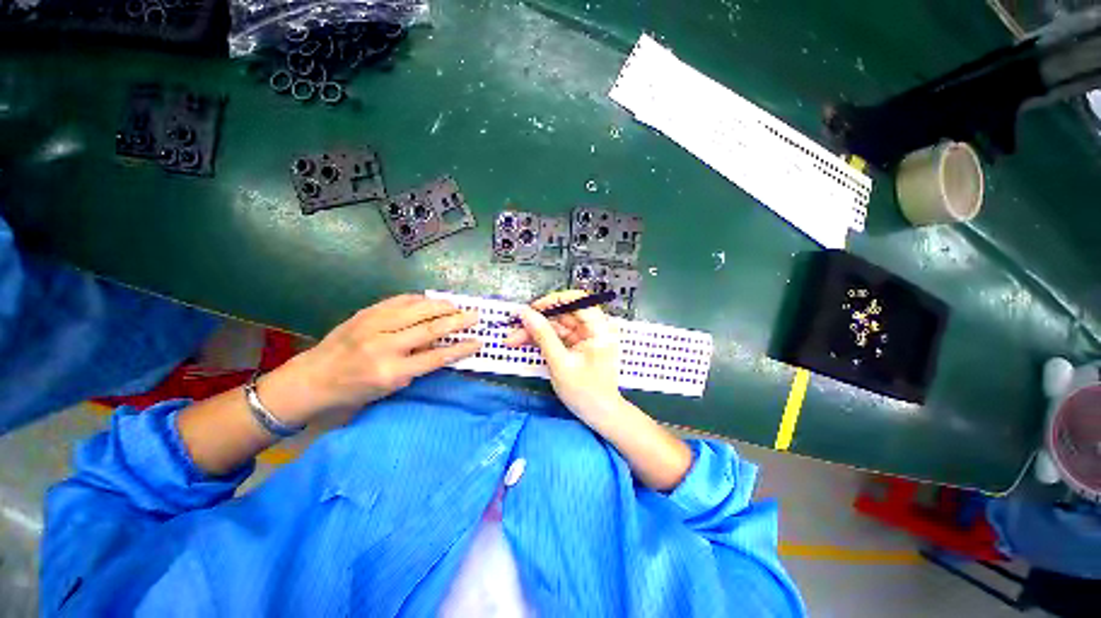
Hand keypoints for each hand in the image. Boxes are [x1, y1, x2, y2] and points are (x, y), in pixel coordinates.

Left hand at [259, 294, 480, 424]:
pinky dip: (419, 299)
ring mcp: (373, 325)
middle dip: (457, 321)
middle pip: (430, 329)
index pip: (436, 357)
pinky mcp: (365, 313)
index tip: (479, 341)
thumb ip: (417, 367)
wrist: (311, 378)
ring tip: (457, 305)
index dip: (461, 348)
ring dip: (442, 306)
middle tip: (476, 315)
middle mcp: (384, 346)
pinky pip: (399, 301)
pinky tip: (431, 300)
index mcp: (390, 372)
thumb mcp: (389, 388)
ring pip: (417, 309)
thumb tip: (443, 348)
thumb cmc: (353, 391)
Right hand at [505, 290, 624, 422]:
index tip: (533, 308)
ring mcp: (585, 337)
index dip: (554, 301)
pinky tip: (524, 343)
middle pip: (563, 314)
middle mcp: (594, 328)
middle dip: (538, 320)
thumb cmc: (586, 392)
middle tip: (515, 328)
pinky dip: (541, 339)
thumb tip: (525, 313)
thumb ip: (543, 336)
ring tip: (512, 339)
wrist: (600, 416)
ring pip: (556, 325)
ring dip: (535, 331)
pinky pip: (557, 336)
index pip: (577, 300)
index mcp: (599, 328)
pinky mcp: (577, 345)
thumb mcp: (561, 363)